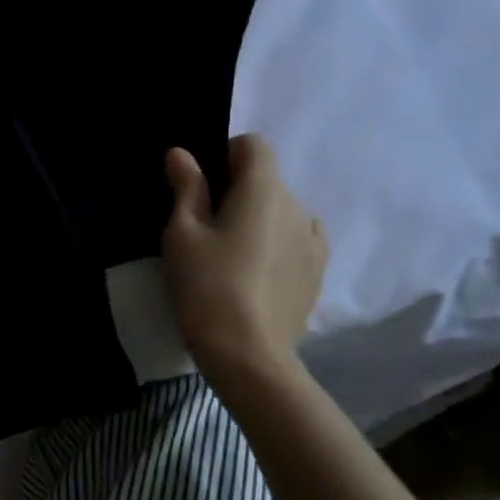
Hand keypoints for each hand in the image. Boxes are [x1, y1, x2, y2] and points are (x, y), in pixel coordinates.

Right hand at [161, 134, 326, 383]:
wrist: (248, 354)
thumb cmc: (207, 284)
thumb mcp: (182, 233)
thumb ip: (187, 188)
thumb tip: (181, 153)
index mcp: (264, 189)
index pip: (253, 145)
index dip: (224, 156)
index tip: (201, 188)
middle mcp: (297, 206)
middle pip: (266, 179)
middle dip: (238, 191)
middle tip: (205, 228)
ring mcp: (314, 241)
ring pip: (281, 212)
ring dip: (259, 219)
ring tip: (232, 255)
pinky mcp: (317, 273)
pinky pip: (297, 240)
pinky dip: (277, 244)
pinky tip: (256, 273)